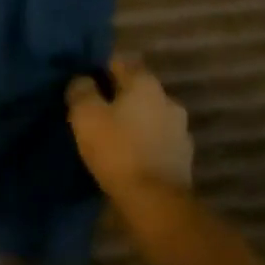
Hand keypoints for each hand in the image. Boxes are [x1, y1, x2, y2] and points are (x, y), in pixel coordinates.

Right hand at [66, 55, 194, 200]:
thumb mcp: (85, 115)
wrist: (156, 202)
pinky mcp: (183, 157)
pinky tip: (128, 155)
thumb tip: (83, 80)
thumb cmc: (117, 150)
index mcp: (145, 84)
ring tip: (110, 136)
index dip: (99, 69)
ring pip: (148, 115)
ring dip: (132, 120)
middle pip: (136, 89)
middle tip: (94, 111)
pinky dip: (143, 142)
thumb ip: (81, 90)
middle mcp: (168, 99)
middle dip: (117, 96)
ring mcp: (180, 129)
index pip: (119, 62)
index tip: (83, 84)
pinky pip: (157, 139)